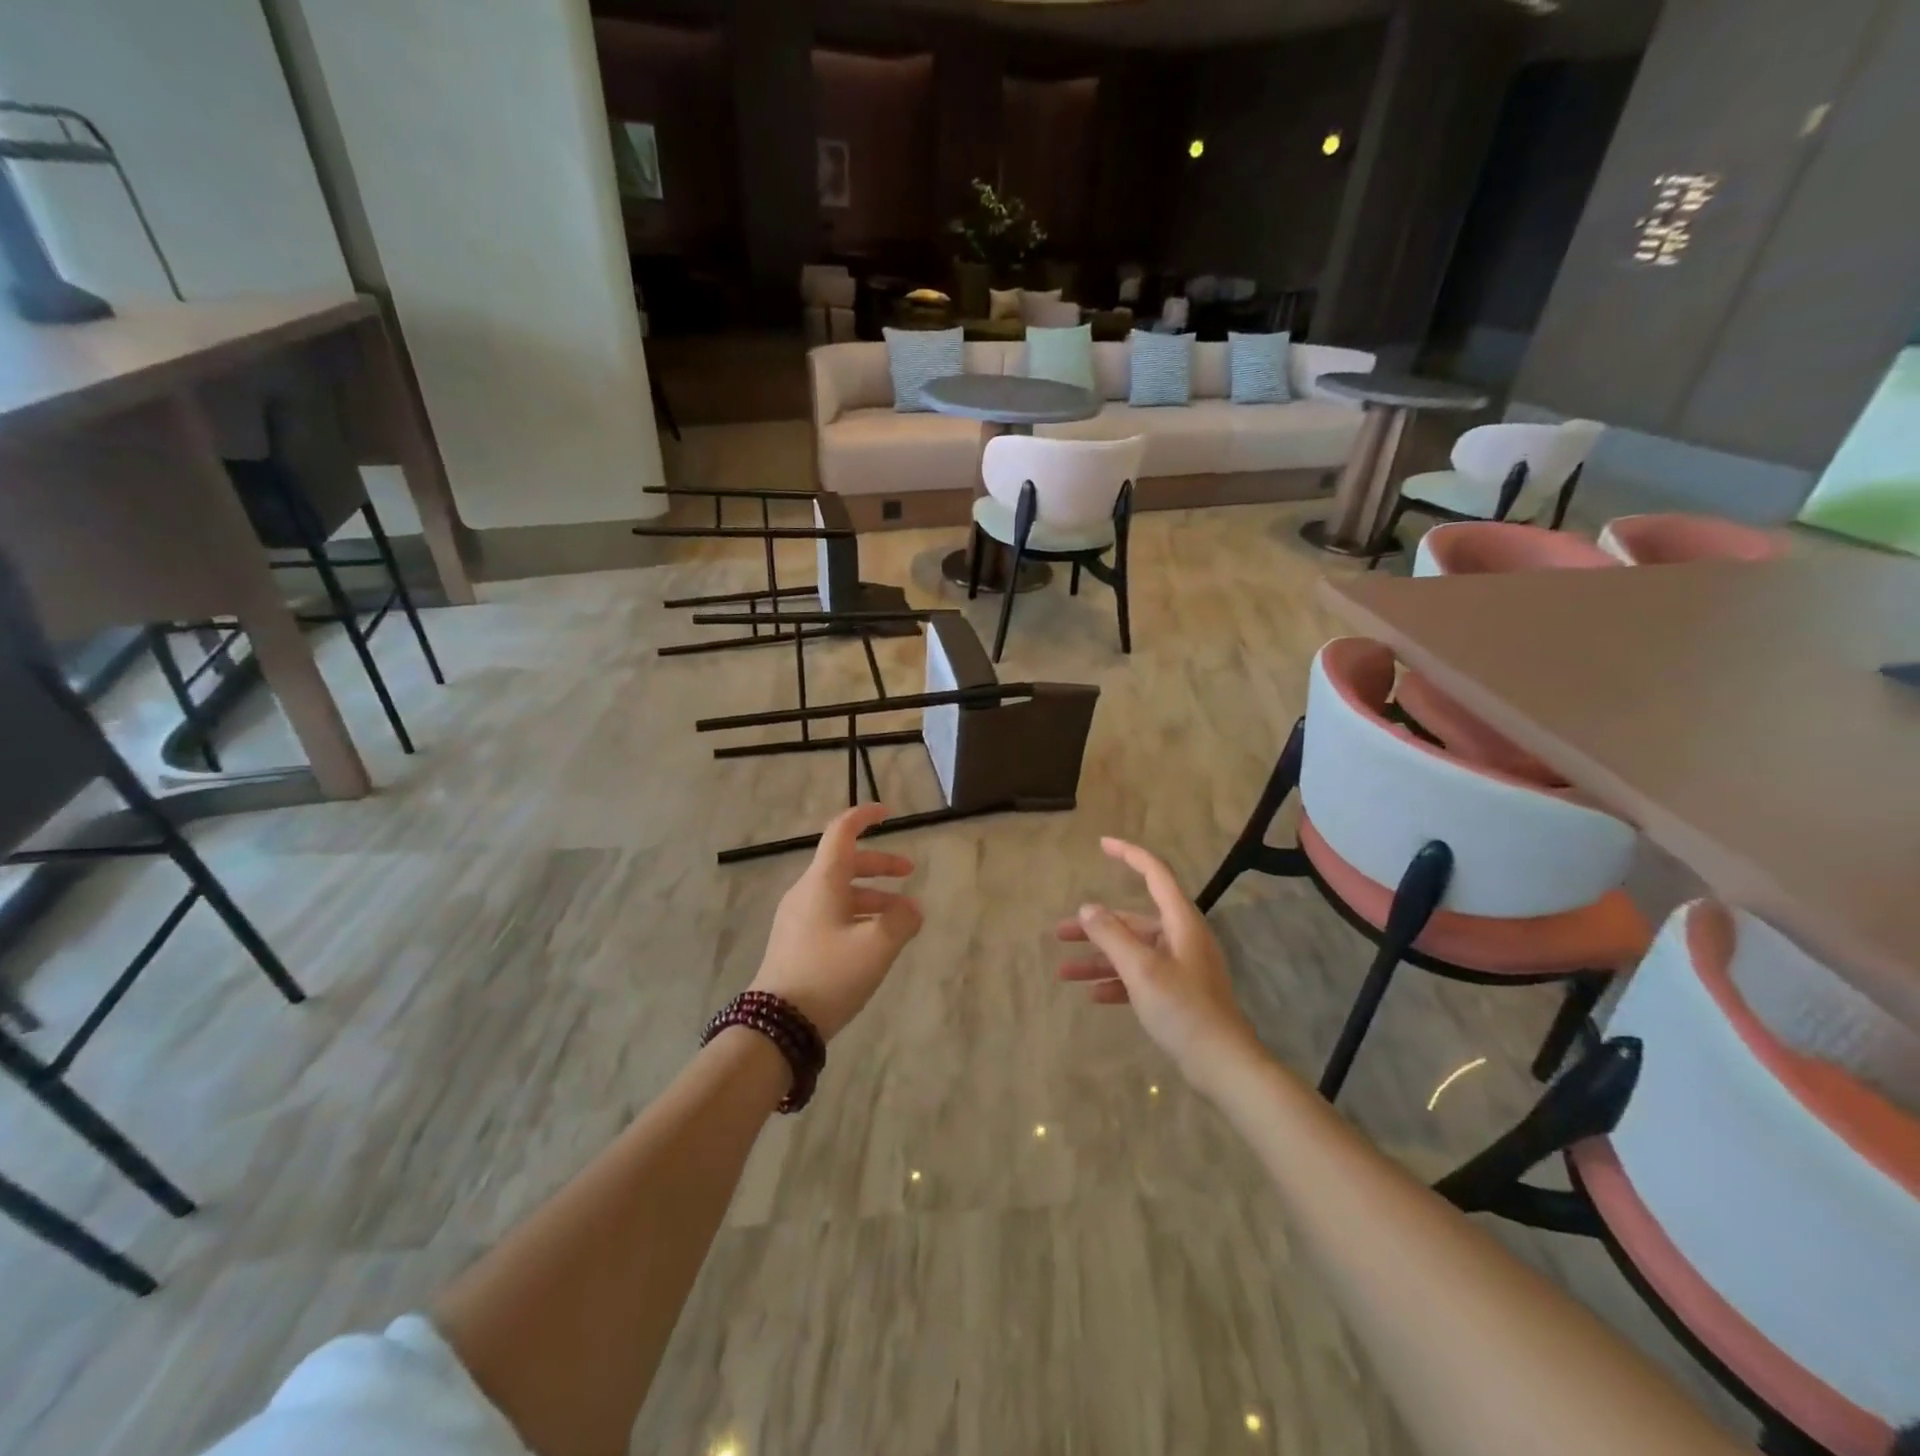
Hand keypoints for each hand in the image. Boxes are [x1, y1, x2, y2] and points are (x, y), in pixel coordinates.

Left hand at [749, 804, 922, 1040]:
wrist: (777, 1025)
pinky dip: (858, 915)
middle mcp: (807, 892)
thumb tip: (912, 909)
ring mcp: (798, 917)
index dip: (864, 817)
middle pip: (845, 863)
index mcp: (822, 882)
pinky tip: (875, 940)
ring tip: (903, 919)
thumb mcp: (876, 948)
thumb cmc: (829, 976)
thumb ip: (901, 922)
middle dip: (880, 865)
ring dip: (873, 896)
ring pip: (841, 892)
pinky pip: (832, 914)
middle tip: (910, 872)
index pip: (841, 832)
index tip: (887, 813)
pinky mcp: (796, 941)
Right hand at [1056, 837, 1262, 1089]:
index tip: (1102, 844)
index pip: (1155, 874)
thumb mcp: (1141, 969)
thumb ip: (1112, 935)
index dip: (1129, 854)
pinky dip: (1117, 981)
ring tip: (1063, 972)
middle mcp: (1182, 938)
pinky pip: (1140, 977)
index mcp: (1180, 922)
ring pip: (1132, 952)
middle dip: (1096, 926)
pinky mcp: (1178, 994)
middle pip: (1133, 921)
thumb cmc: (1183, 1009)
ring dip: (1099, 959)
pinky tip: (1093, 995)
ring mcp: (1181, 967)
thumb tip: (1088, 908)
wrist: (1222, 1065)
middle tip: (1060, 932)